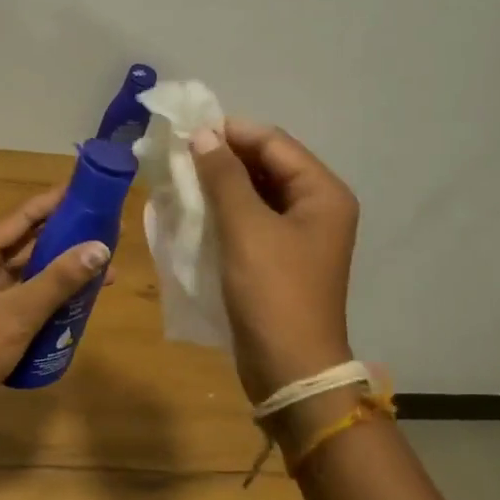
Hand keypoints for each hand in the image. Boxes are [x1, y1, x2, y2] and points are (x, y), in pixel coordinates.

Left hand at [0, 187, 111, 411]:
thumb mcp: (19, 312)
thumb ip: (59, 279)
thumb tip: (101, 248)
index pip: (23, 215)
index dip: (57, 202)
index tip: (92, 191)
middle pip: (28, 241)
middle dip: (67, 237)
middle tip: (109, 232)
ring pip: (30, 272)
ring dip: (63, 270)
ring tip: (105, 270)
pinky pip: (27, 297)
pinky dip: (52, 296)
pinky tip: (80, 303)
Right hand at [190, 118, 358, 402]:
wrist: (290, 368)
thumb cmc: (272, 292)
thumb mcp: (245, 228)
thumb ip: (224, 177)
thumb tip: (203, 135)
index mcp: (322, 192)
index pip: (274, 143)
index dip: (230, 132)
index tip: (185, 131)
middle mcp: (317, 207)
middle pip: (267, 164)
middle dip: (224, 157)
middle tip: (177, 155)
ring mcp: (300, 234)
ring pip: (256, 192)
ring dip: (221, 184)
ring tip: (179, 179)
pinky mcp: (280, 257)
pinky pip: (251, 219)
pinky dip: (225, 210)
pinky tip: (194, 210)